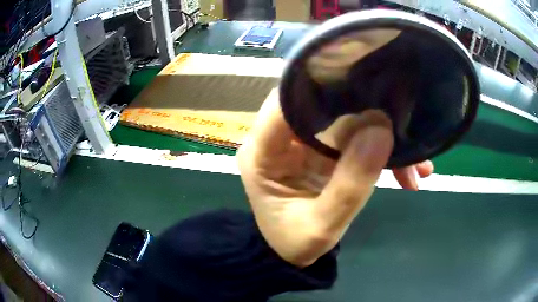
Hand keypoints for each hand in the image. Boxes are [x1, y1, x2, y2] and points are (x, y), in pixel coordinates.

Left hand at [237, 89, 432, 266]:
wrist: (294, 253)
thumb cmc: (295, 243)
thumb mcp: (321, 227)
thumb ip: (350, 185)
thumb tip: (381, 131)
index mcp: (262, 153)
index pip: (283, 103)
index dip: (320, 88)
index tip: (364, 87)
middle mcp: (280, 139)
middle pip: (321, 106)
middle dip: (367, 117)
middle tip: (404, 128)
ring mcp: (304, 142)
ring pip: (347, 123)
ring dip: (384, 140)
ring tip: (418, 165)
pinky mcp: (324, 150)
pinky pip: (356, 140)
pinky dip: (383, 153)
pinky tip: (410, 173)